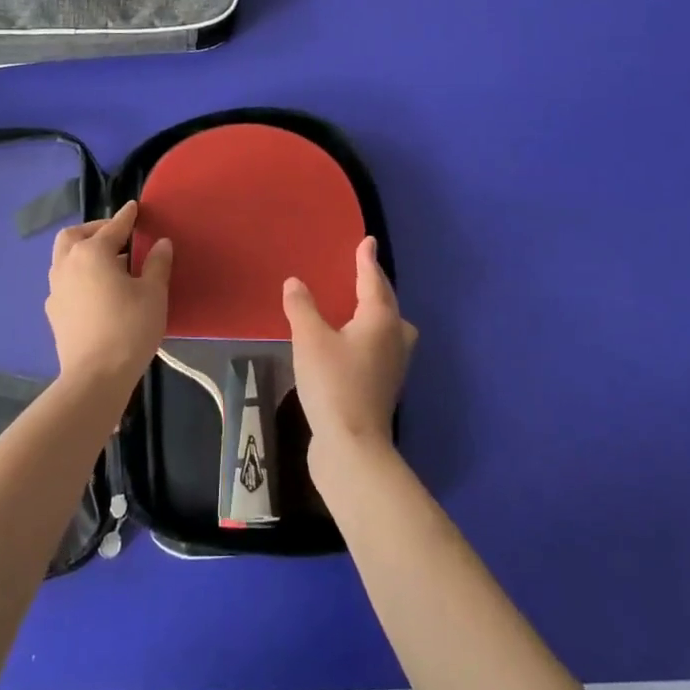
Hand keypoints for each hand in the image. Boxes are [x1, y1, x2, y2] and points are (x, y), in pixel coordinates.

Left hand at [45, 201, 171, 390]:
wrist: (95, 377)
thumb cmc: (129, 328)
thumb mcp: (153, 294)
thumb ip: (157, 264)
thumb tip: (161, 243)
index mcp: (92, 253)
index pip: (113, 227)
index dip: (127, 216)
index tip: (134, 208)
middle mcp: (68, 264)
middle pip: (75, 236)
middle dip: (94, 230)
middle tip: (116, 236)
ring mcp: (56, 289)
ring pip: (64, 258)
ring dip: (83, 252)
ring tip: (108, 264)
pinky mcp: (53, 312)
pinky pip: (64, 282)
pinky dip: (78, 275)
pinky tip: (95, 291)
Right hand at [283, 236, 416, 466]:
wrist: (352, 447)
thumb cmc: (333, 384)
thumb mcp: (310, 339)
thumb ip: (302, 307)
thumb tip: (295, 282)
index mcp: (380, 320)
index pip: (373, 281)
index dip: (366, 260)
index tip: (367, 241)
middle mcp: (394, 339)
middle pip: (388, 303)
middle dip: (376, 285)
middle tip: (362, 270)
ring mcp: (393, 366)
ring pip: (390, 328)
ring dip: (378, 312)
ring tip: (360, 306)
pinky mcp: (383, 387)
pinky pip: (380, 348)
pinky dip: (370, 335)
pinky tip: (351, 342)